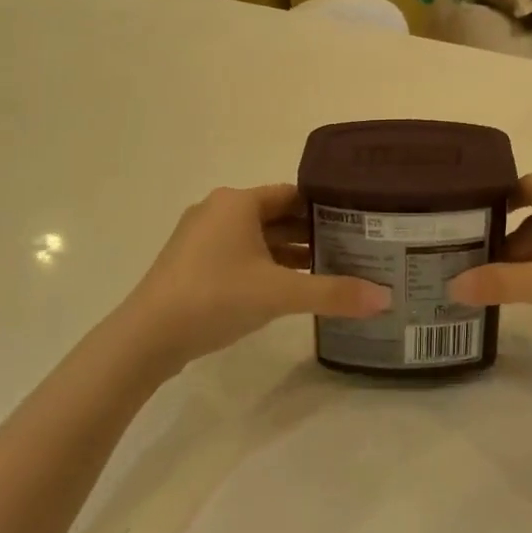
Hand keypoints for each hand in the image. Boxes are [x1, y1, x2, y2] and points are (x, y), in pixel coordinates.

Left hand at [120, 185, 389, 371]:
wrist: (146, 338)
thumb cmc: (215, 297)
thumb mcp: (280, 293)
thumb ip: (333, 293)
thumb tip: (385, 298)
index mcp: (238, 202)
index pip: (293, 194)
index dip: (326, 207)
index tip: (358, 222)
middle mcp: (218, 210)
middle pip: (276, 215)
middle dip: (311, 232)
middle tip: (351, 247)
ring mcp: (201, 238)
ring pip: (257, 237)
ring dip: (289, 252)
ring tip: (329, 268)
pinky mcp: (192, 264)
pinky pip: (240, 255)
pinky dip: (266, 266)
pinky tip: (289, 287)